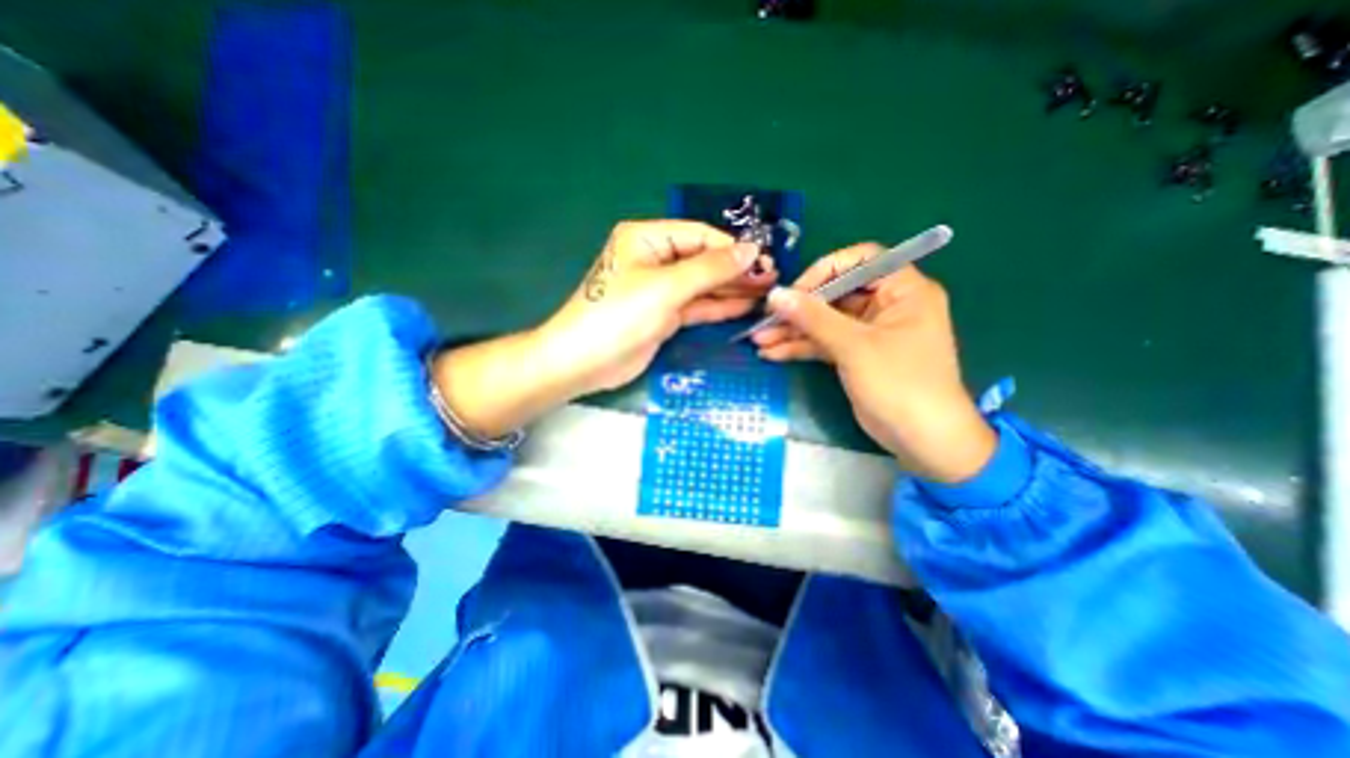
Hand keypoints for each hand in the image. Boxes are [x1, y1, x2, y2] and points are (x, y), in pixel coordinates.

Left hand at [532, 219, 776, 392]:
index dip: (732, 247)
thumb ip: (711, 268)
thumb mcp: (667, 287)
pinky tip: (745, 306)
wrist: (585, 361)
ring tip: (766, 293)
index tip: (764, 260)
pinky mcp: (664, 315)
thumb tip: (751, 249)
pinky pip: (696, 305)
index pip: (699, 235)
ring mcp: (661, 289)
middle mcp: (655, 259)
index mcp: (647, 239)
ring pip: (703, 284)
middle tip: (771, 279)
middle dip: (736, 269)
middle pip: (703, 259)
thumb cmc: (620, 315)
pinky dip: (718, 306)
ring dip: (732, 288)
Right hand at [754, 241, 993, 483]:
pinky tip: (772, 354)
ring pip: (825, 322)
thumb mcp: (854, 347)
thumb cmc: (899, 384)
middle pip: (835, 294)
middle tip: (766, 319)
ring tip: (759, 340)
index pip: (861, 260)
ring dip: (793, 331)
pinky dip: (800, 348)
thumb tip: (776, 295)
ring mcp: (868, 332)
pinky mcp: (855, 355)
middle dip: (799, 308)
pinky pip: (824, 343)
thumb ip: (813, 318)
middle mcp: (886, 306)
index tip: (796, 291)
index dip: (826, 270)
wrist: (922, 440)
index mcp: (903, 291)